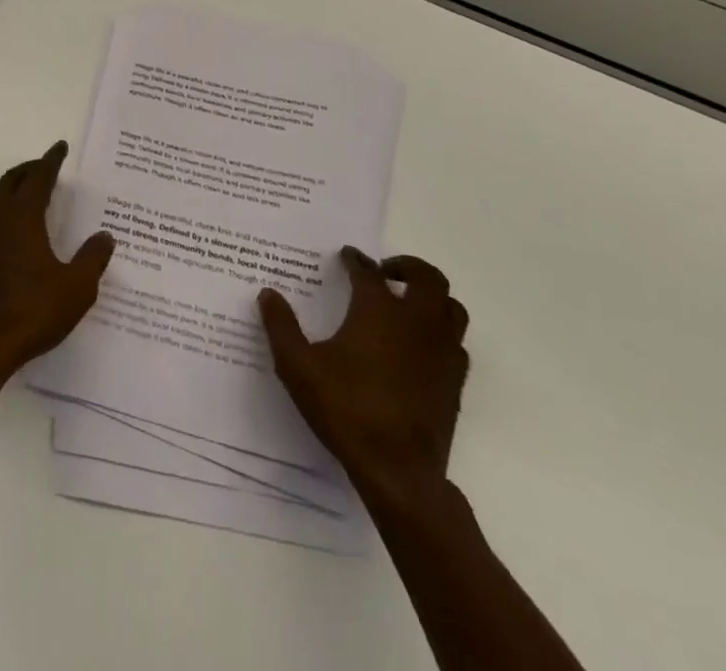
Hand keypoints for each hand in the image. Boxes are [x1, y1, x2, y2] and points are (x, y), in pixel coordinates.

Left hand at [0, 142, 114, 374]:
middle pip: (12, 180)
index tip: (60, 147)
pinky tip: (14, 223)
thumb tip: (105, 236)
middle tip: (47, 166)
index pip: (38, 178)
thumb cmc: (33, 311)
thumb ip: (92, 258)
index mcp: (23, 217)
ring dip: (13, 185)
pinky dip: (2, 204)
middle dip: (30, 168)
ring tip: (30, 188)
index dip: (51, 161)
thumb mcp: (76, 288)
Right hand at [258, 250, 469, 512]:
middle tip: (385, 271)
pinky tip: (421, 346)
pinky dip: (441, 333)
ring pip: (452, 308)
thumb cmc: (345, 408)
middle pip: (428, 278)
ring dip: (432, 297)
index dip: (356, 260)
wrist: (398, 471)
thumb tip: (268, 294)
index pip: (369, 271)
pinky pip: (457, 343)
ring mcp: (441, 353)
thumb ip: (281, 326)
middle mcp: (416, 322)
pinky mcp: (454, 382)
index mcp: (378, 311)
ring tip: (408, 303)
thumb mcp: (297, 365)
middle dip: (408, 267)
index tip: (347, 256)